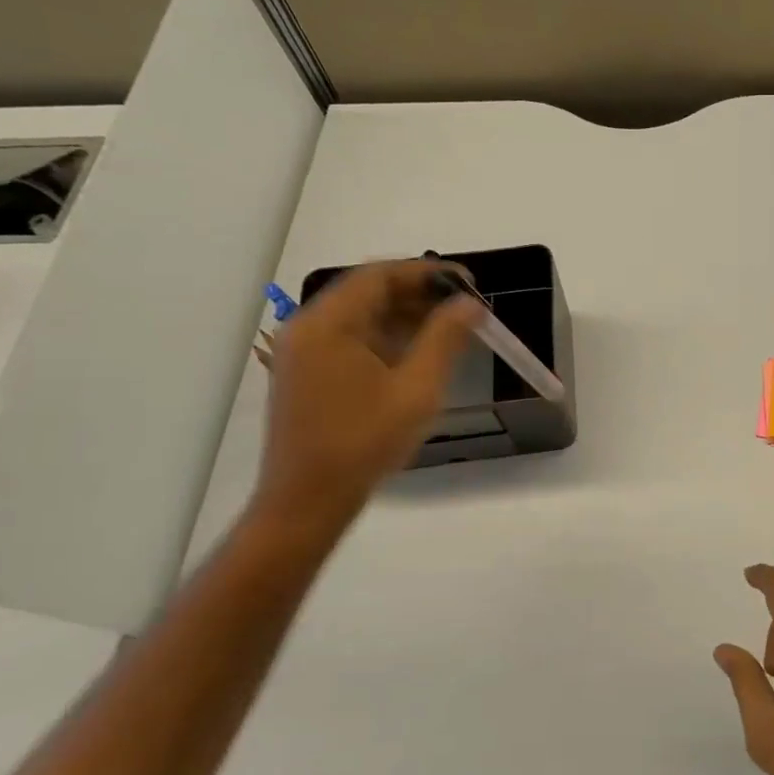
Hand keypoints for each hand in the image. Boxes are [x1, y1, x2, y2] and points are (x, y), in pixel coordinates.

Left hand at [253, 261, 478, 530]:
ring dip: (405, 317)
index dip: (427, 272)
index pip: (379, 275)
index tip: (468, 282)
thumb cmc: (364, 442)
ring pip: (361, 317)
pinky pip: (352, 341)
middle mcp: (308, 329)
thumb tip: (470, 303)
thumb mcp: (417, 389)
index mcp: (327, 324)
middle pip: (368, 292)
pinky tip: (420, 355)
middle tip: (465, 307)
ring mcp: (304, 353)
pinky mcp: (307, 376)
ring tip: (452, 330)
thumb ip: (445, 339)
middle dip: (419, 294)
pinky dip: (387, 339)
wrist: (308, 502)